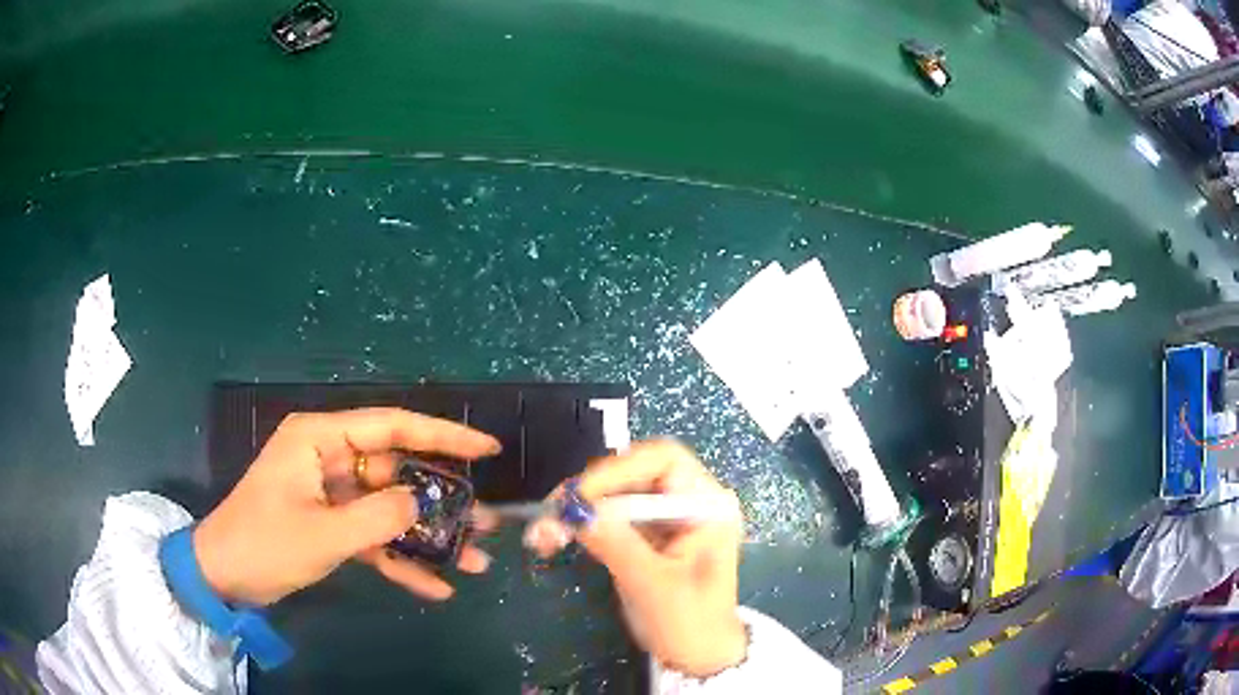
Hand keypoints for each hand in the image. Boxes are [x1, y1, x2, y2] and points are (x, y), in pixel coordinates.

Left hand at [193, 408, 500, 605]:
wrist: (224, 577)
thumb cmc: (263, 544)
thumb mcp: (323, 534)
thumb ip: (378, 517)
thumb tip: (421, 503)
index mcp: (320, 440)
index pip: (391, 425)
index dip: (443, 435)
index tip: (487, 448)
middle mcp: (329, 458)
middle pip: (397, 472)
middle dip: (441, 500)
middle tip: (488, 520)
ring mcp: (331, 494)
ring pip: (390, 508)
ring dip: (426, 537)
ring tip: (473, 559)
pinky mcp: (331, 524)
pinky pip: (373, 536)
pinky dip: (399, 559)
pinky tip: (434, 586)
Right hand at [549, 441, 746, 677]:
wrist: (699, 655)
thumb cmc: (690, 624)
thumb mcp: (654, 586)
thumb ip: (617, 545)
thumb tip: (574, 510)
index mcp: (707, 505)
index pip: (663, 461)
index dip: (618, 471)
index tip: (579, 497)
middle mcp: (688, 501)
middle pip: (633, 473)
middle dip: (590, 491)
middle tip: (551, 513)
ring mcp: (666, 517)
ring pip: (615, 494)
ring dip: (578, 509)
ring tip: (545, 533)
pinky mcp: (647, 535)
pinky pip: (610, 517)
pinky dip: (582, 525)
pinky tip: (555, 538)